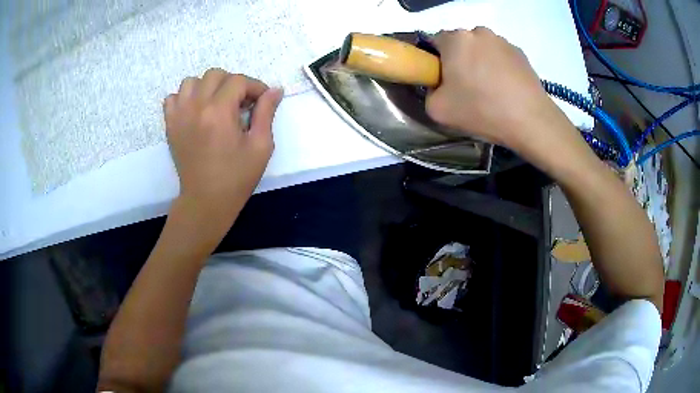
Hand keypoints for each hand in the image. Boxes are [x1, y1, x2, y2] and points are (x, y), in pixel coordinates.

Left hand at [164, 69, 282, 223]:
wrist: (205, 201)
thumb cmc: (236, 177)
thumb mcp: (261, 146)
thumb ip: (266, 113)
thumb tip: (275, 90)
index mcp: (219, 111)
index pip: (239, 81)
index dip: (255, 86)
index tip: (263, 100)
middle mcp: (196, 106)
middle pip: (215, 74)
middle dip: (233, 83)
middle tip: (241, 103)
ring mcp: (179, 115)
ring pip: (191, 82)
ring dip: (207, 87)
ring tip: (216, 104)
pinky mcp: (170, 125)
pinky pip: (172, 98)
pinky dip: (185, 98)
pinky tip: (195, 111)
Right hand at [426, 28, 560, 149]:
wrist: (530, 120)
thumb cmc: (481, 110)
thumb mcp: (437, 110)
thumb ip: (429, 92)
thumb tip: (439, 87)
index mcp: (456, 39)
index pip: (434, 42)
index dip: (436, 61)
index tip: (444, 81)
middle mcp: (479, 32)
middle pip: (461, 44)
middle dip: (460, 60)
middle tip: (467, 88)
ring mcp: (503, 41)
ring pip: (482, 49)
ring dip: (481, 63)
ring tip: (490, 90)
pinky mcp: (521, 53)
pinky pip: (501, 57)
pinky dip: (499, 68)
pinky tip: (506, 90)